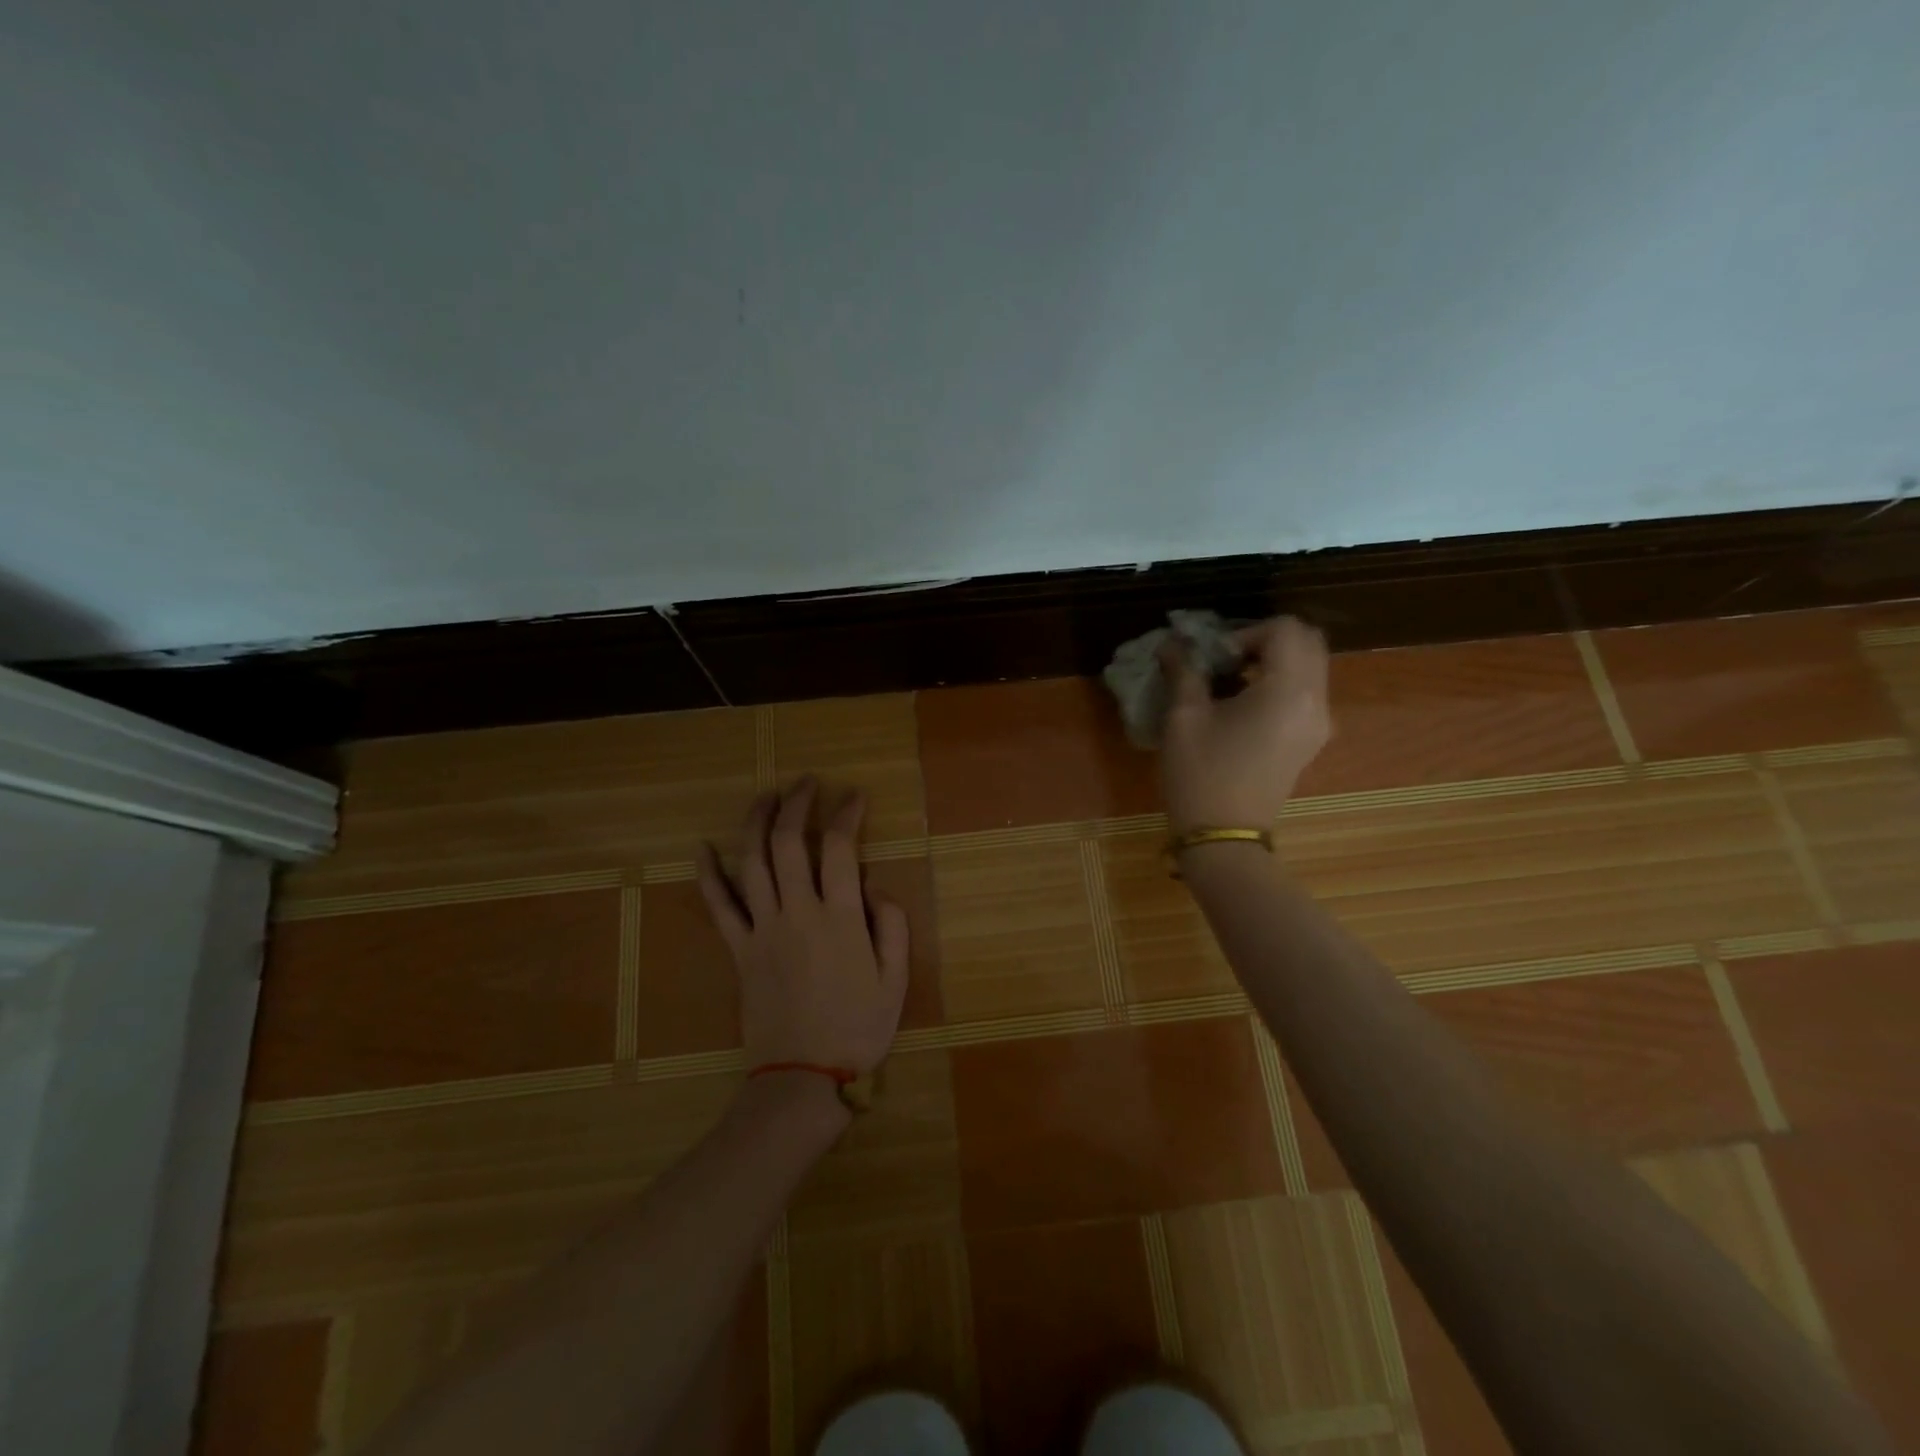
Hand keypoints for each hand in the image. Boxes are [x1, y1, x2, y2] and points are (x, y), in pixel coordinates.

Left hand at [696, 777, 909, 1076]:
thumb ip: (891, 925)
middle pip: (788, 842)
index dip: (846, 813)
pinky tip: (702, 847)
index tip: (854, 795)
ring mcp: (762, 929)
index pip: (839, 847)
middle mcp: (796, 912)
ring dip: (756, 822)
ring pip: (752, 862)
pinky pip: (718, 905)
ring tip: (766, 796)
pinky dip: (708, 874)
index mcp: (839, 918)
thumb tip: (874, 886)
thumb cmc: (857, 1028)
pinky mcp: (738, 950)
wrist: (802, 1077)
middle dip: (797, 803)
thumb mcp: (895, 980)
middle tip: (807, 783)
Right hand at [1159, 615, 1332, 833]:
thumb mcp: (1183, 718)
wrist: (1223, 837)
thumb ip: (1183, 671)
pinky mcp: (1312, 740)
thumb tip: (1171, 644)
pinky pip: (1306, 692)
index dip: (1245, 631)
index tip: (1213, 658)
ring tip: (1230, 681)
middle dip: (1265, 640)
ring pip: (1309, 666)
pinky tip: (1242, 704)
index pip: (1284, 629)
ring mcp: (1319, 723)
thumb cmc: (1201, 774)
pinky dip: (1280, 683)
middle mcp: (1317, 700)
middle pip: (1306, 642)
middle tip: (1224, 660)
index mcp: (1289, 689)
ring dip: (1273, 661)